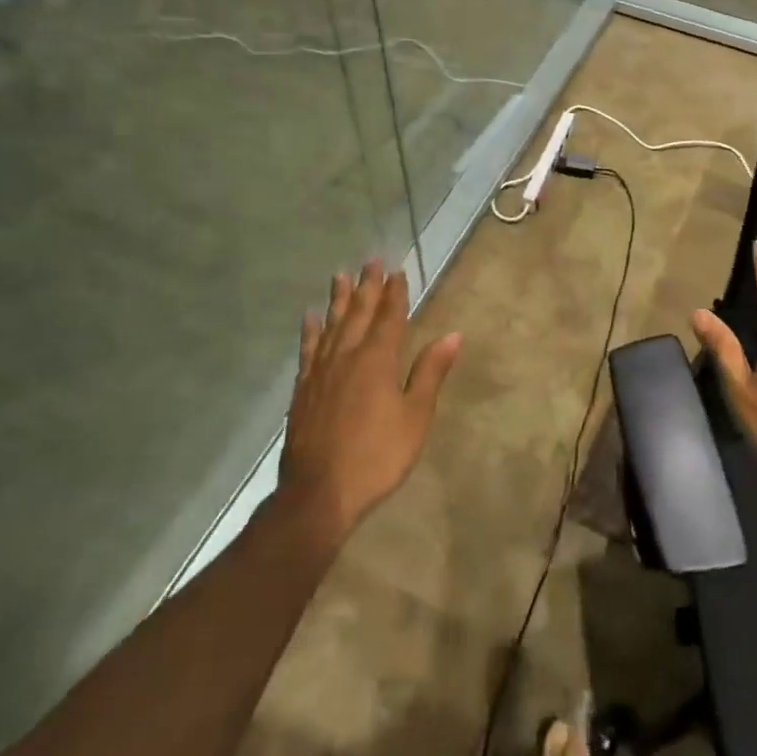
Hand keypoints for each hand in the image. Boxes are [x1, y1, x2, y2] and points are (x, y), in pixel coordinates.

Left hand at [279, 260, 462, 537]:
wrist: (318, 494)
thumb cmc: (377, 456)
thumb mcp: (415, 417)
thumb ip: (430, 373)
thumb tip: (453, 335)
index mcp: (378, 360)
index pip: (390, 317)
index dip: (395, 293)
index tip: (397, 271)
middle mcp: (348, 356)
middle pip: (359, 313)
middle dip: (368, 287)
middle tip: (371, 261)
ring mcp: (321, 372)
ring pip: (332, 325)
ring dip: (339, 299)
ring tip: (341, 275)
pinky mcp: (303, 390)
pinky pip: (308, 349)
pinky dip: (311, 331)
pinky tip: (310, 318)